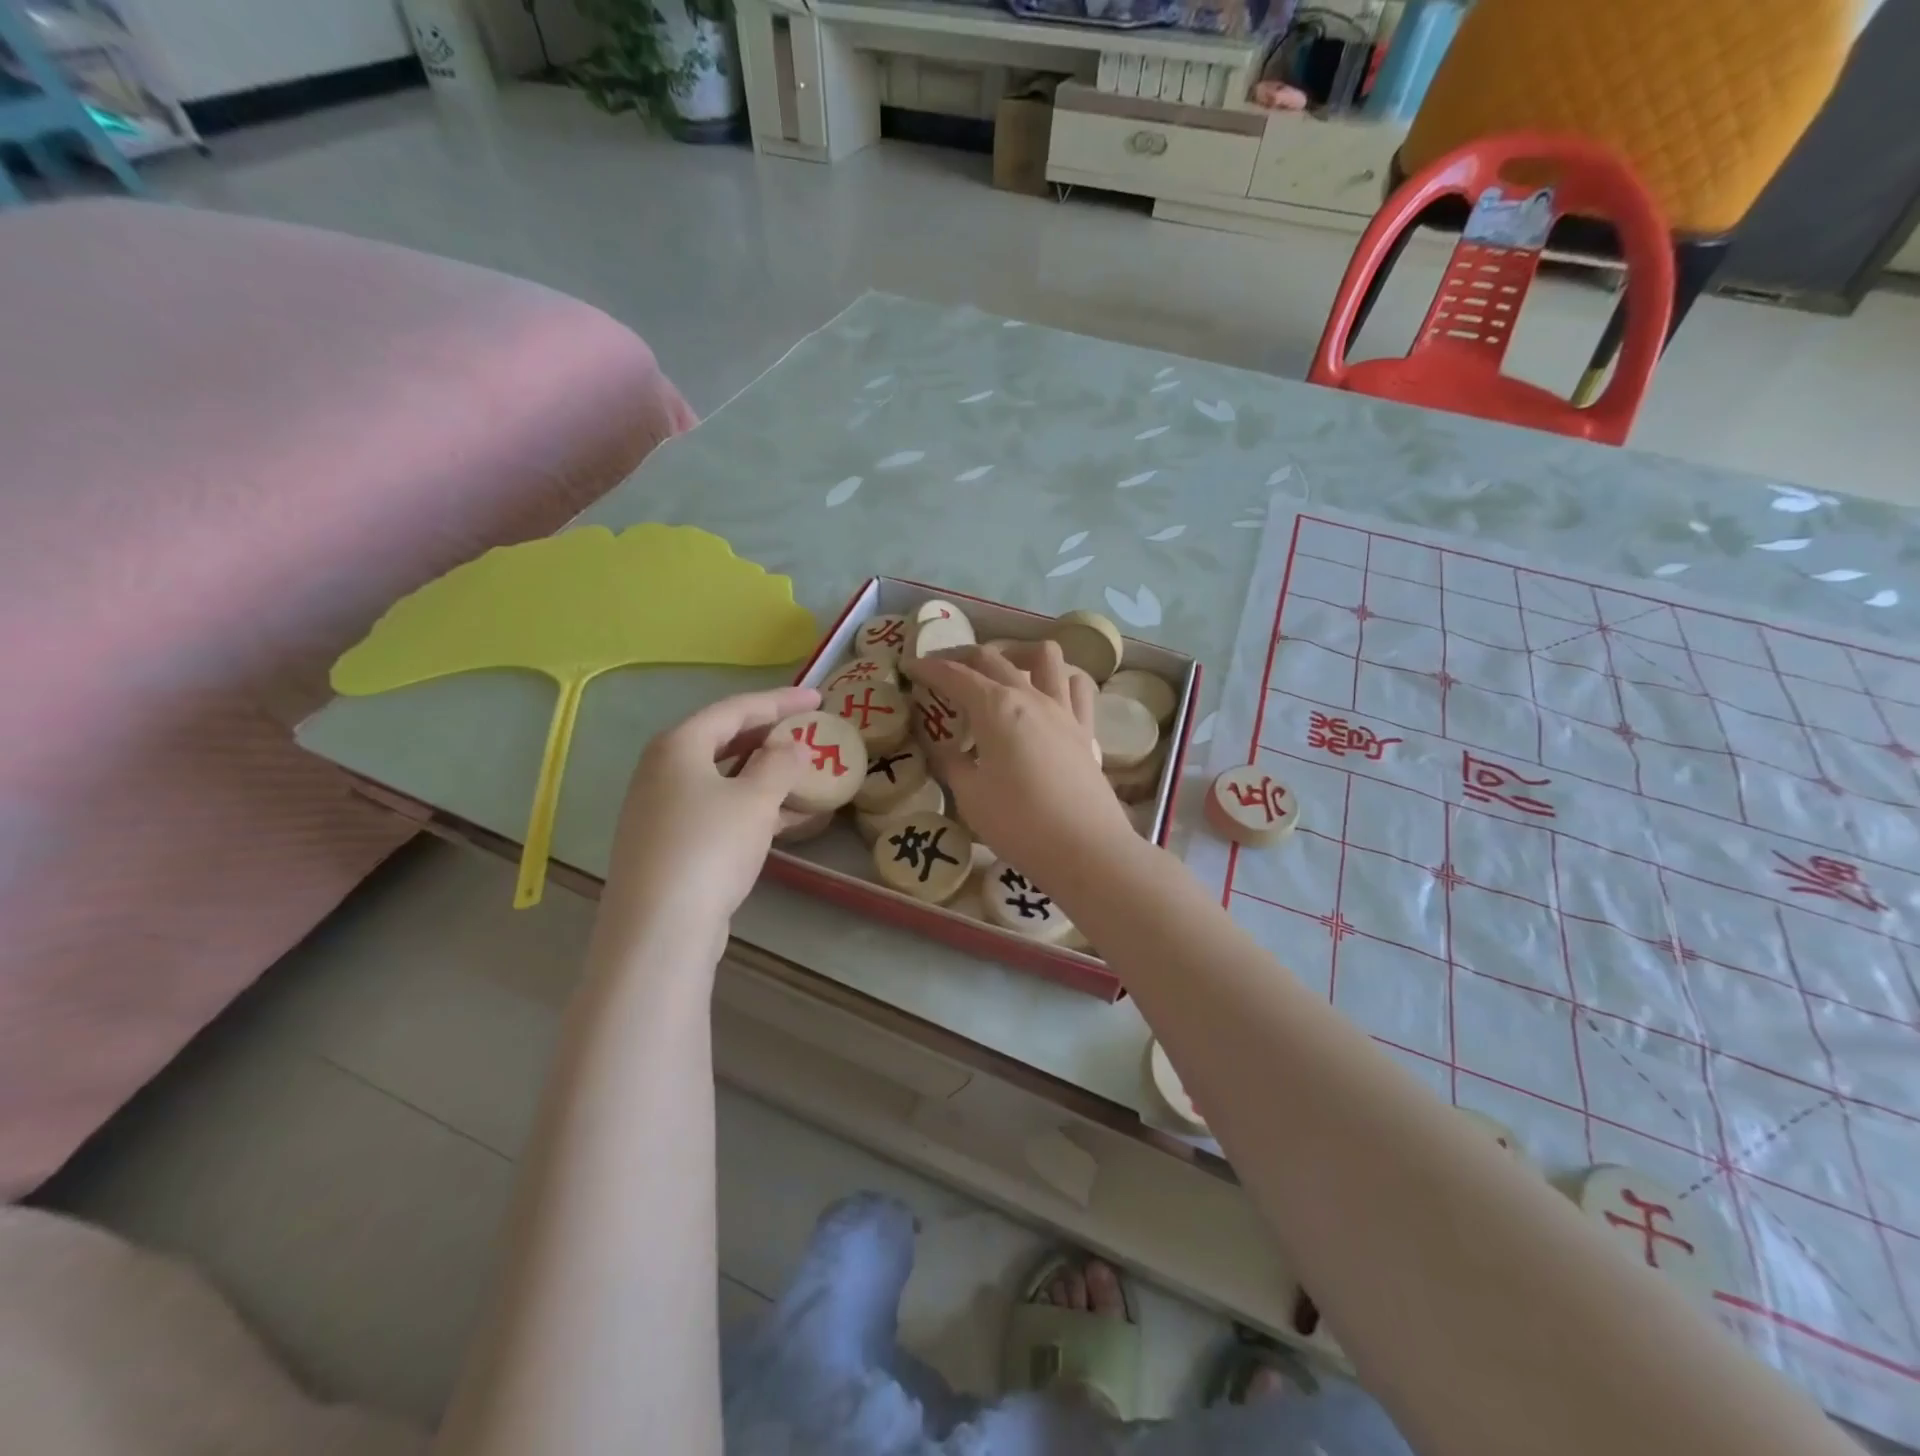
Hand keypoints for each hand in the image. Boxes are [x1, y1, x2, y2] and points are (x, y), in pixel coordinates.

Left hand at [603, 685, 819, 941]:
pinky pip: (717, 810)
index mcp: (679, 745)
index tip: (818, 699)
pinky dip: (751, 807)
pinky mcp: (668, 844)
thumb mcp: (756, 799)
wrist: (660, 928)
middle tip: (808, 732)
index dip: (780, 701)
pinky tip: (786, 820)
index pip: (736, 709)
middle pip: (724, 740)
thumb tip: (792, 747)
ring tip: (805, 776)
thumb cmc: (710, 847)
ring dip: (764, 775)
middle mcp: (662, 770)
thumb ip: (780, 764)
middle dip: (770, 737)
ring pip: (722, 779)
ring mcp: (661, 809)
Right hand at [912, 643, 1132, 880]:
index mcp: (996, 708)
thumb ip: (951, 762)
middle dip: (962, 657)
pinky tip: (1047, 695)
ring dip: (1018, 653)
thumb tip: (940, 744)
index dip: (928, 668)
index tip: (909, 667)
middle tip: (942, 670)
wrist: (1085, 849)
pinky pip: (1076, 687)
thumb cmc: (1019, 823)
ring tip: (1002, 672)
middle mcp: (1031, 696)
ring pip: (1045, 656)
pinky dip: (1059, 680)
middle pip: (993, 658)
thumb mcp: (970, 796)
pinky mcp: (1085, 729)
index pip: (955, 675)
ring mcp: (1063, 710)